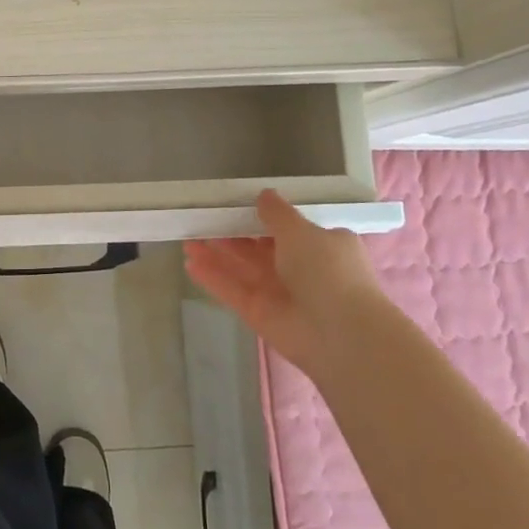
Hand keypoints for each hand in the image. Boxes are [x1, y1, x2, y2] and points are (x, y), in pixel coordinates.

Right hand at [185, 189, 387, 368]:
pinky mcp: (260, 314)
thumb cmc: (327, 271)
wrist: (341, 334)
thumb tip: (264, 194)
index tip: (235, 206)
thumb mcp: (302, 231)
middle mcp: (301, 270)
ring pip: (242, 269)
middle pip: (259, 249)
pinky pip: (233, 291)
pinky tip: (189, 264)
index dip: (261, 218)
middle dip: (232, 235)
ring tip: (187, 239)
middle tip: (203, 219)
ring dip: (216, 255)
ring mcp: (279, 294)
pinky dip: (213, 278)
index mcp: (321, 246)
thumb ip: (277, 213)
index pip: (288, 229)